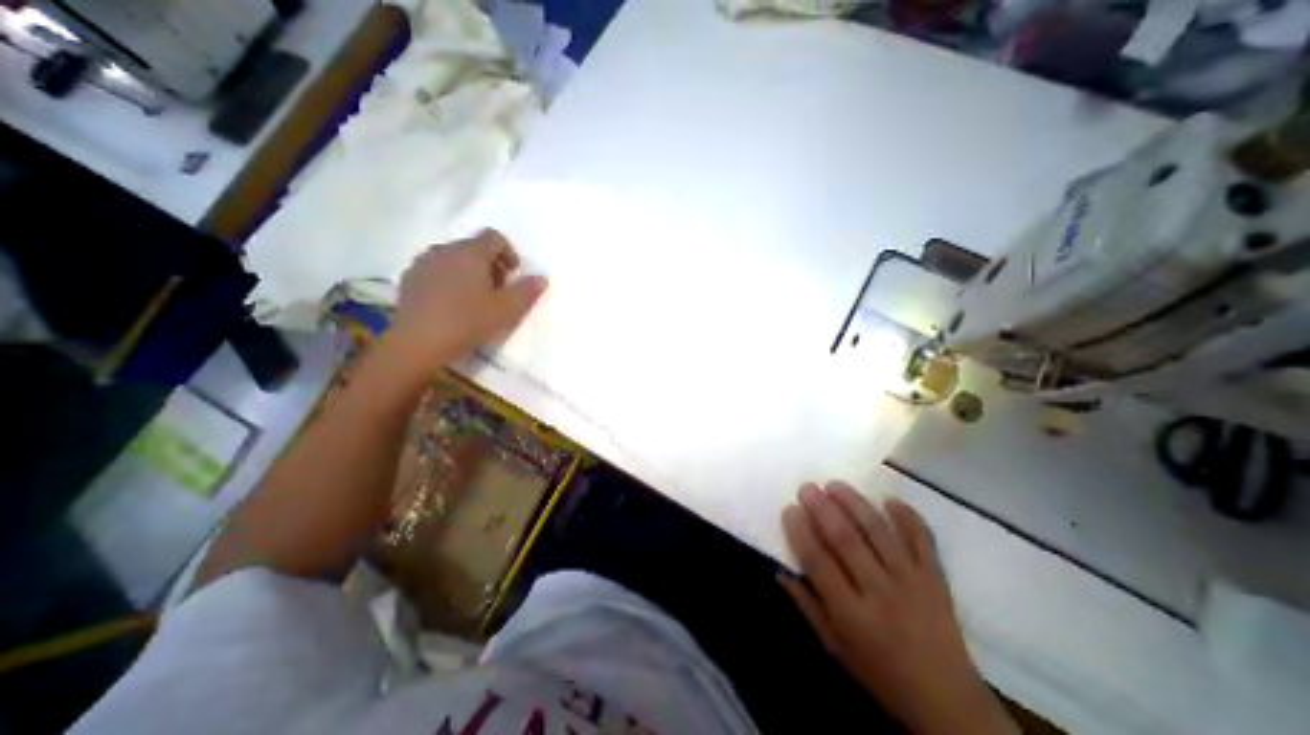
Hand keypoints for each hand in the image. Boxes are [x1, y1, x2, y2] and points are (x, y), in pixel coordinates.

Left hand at [390, 229, 549, 366]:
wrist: (417, 343)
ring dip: (468, 272)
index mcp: (470, 252)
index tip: (513, 276)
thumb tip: (541, 278)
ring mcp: (423, 263)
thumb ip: (527, 291)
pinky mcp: (408, 279)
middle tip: (498, 290)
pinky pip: (435, 271)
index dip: (509, 253)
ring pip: (452, 258)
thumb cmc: (467, 322)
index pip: (494, 237)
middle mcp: (445, 250)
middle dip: (490, 264)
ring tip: (474, 298)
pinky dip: (448, 280)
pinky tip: (451, 304)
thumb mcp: (506, 310)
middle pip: (473, 247)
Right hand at [781, 482, 1015, 733]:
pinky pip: (923, 540)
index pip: (819, 563)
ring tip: (836, 484)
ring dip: (855, 504)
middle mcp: (881, 593)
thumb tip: (779, 570)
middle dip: (824, 509)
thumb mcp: (834, 646)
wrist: (948, 703)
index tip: (789, 509)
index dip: (801, 532)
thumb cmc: (879, 673)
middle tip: (808, 487)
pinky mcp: (936, 579)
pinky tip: (889, 499)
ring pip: (879, 532)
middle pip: (847, 541)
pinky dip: (908, 516)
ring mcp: (912, 582)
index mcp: (852, 614)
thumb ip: (806, 605)